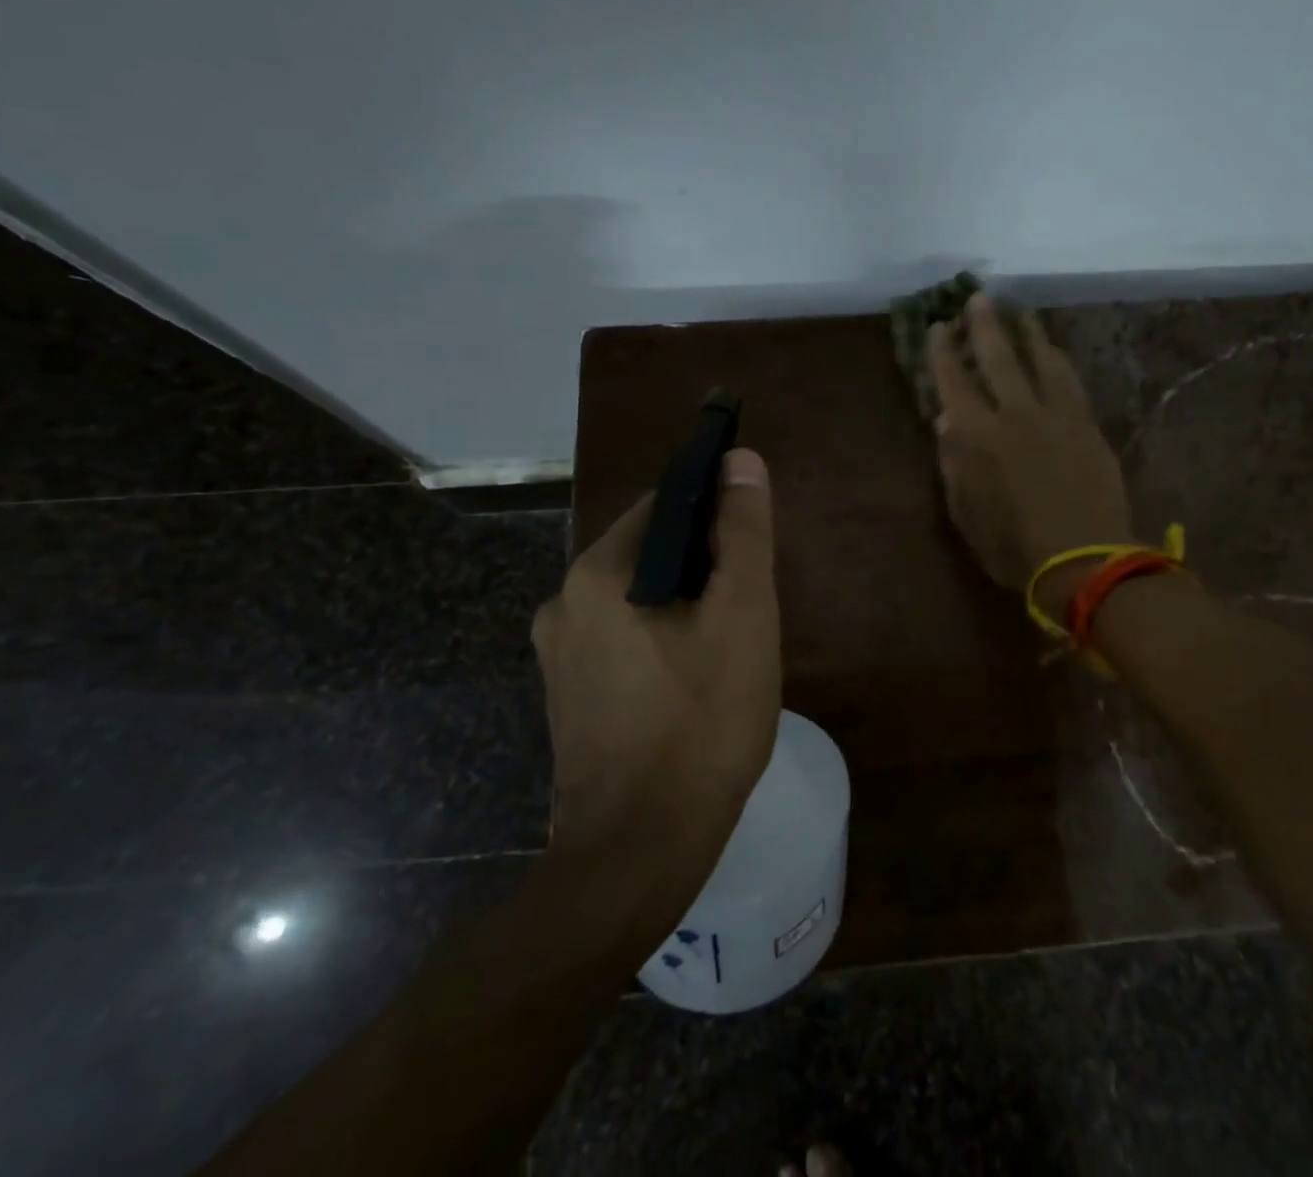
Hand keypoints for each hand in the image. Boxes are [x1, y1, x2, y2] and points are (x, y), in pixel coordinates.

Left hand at [532, 449, 780, 848]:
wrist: (640, 853)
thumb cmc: (702, 724)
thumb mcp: (742, 617)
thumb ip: (743, 534)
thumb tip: (739, 460)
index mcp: (597, 574)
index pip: (665, 506)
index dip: (716, 514)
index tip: (754, 548)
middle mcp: (563, 603)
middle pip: (649, 554)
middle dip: (703, 569)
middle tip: (750, 610)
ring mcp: (558, 656)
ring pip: (638, 601)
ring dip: (684, 608)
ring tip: (729, 649)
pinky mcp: (568, 697)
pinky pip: (622, 642)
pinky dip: (660, 643)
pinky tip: (693, 684)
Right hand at [930, 295, 1133, 606]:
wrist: (1083, 560)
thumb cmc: (1013, 546)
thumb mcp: (966, 514)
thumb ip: (953, 464)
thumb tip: (945, 420)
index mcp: (977, 436)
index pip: (953, 382)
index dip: (942, 352)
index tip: (936, 327)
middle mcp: (1015, 414)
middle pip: (998, 358)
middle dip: (984, 325)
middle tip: (978, 298)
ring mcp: (1057, 416)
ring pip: (1041, 361)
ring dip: (1028, 333)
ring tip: (1021, 312)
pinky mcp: (1087, 425)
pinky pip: (1071, 381)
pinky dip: (1059, 361)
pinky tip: (1055, 351)